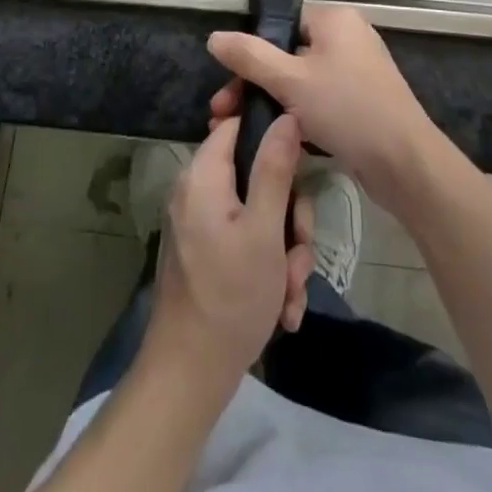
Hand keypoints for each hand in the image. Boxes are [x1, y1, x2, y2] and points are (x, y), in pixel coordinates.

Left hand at [145, 115, 317, 387]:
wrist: (189, 377)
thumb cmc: (231, 297)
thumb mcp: (265, 230)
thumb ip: (276, 169)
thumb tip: (287, 115)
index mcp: (204, 175)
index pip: (239, 125)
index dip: (273, 138)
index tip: (301, 170)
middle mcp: (197, 191)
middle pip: (257, 176)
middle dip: (289, 218)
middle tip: (298, 254)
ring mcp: (200, 225)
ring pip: (259, 216)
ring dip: (284, 253)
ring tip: (290, 292)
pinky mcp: (205, 254)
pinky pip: (245, 243)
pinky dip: (267, 269)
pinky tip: (282, 308)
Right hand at [208, 5, 441, 210]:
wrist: (405, 164)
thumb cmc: (347, 110)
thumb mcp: (290, 81)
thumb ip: (250, 57)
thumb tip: (214, 37)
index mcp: (335, 19)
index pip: (282, 23)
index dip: (252, 51)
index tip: (229, 83)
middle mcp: (348, 37)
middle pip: (288, 53)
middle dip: (254, 83)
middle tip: (225, 113)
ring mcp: (358, 70)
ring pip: (302, 80)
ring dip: (272, 102)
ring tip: (242, 129)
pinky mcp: (362, 101)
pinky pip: (320, 99)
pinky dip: (298, 114)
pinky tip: (277, 138)